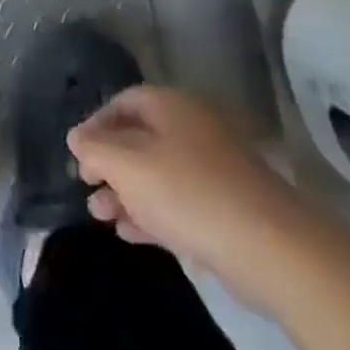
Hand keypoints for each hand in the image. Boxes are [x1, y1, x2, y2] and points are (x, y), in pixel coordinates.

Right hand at [68, 85, 312, 307]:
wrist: (271, 249)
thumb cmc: (187, 192)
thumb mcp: (126, 165)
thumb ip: (95, 148)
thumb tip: (77, 138)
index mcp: (172, 108)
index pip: (124, 101)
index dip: (96, 123)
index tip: (78, 152)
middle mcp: (193, 130)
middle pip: (139, 139)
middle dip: (108, 163)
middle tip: (87, 186)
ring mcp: (213, 170)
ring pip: (157, 174)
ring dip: (124, 192)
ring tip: (101, 215)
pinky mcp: (225, 208)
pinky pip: (178, 203)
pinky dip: (150, 213)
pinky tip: (129, 233)